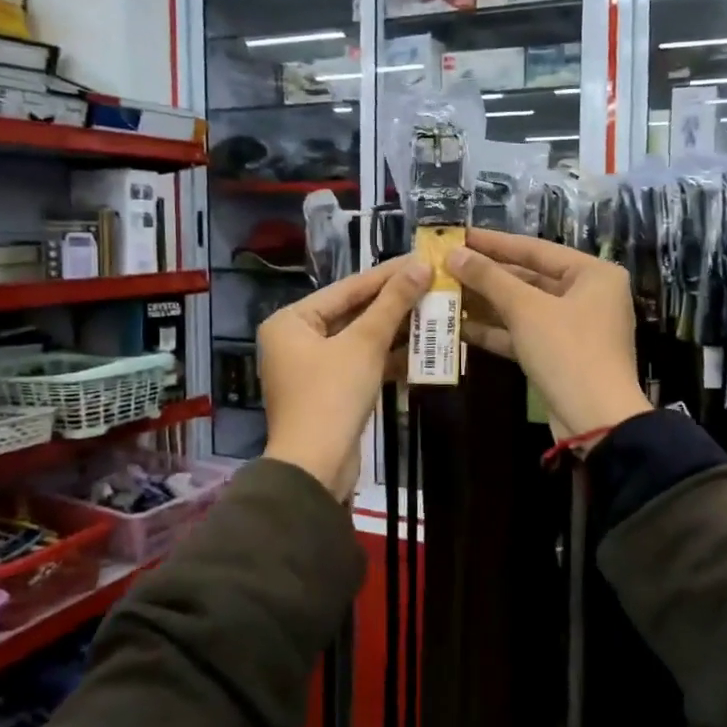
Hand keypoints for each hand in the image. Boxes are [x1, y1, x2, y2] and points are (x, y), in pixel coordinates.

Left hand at [259, 256, 430, 498]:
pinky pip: (361, 363)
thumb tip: (421, 265)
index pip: (347, 288)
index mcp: (291, 321)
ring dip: (395, 331)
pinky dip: (387, 357)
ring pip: (360, 340)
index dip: (387, 274)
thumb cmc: (332, 396)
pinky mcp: (330, 391)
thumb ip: (392, 304)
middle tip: (432, 284)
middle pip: (353, 313)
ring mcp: (312, 367)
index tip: (421, 259)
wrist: (316, 467)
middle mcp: (296, 339)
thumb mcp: (364, 344)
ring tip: (434, 312)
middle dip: (394, 304)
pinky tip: (421, 349)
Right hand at [446, 229, 650, 443]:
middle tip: (446, 265)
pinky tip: (459, 326)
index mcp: (593, 274)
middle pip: (529, 278)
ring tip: (445, 292)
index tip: (459, 235)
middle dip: (487, 276)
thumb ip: (490, 279)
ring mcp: (574, 328)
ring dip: (486, 303)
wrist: (596, 421)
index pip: (536, 248)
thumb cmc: (568, 351)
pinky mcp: (560, 356)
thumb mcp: (526, 310)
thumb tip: (454, 253)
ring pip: (524, 308)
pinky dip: (496, 331)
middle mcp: (588, 295)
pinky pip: (524, 334)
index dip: (494, 243)